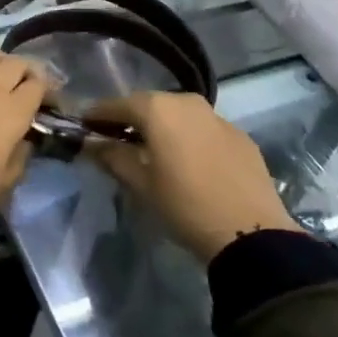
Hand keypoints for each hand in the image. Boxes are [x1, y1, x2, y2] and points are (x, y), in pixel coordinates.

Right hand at [86, 91, 299, 260]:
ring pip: (179, 115)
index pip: (116, 104)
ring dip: (162, 127)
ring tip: (153, 151)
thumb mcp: (140, 183)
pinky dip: (189, 138)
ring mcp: (218, 117)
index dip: (97, 115)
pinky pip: (204, 130)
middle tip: (116, 139)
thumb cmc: (185, 205)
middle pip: (149, 105)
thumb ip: (112, 156)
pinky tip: (188, 162)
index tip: (84, 125)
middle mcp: (187, 101)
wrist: (253, 234)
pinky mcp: (241, 136)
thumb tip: (91, 143)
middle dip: (131, 119)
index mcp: (158, 108)